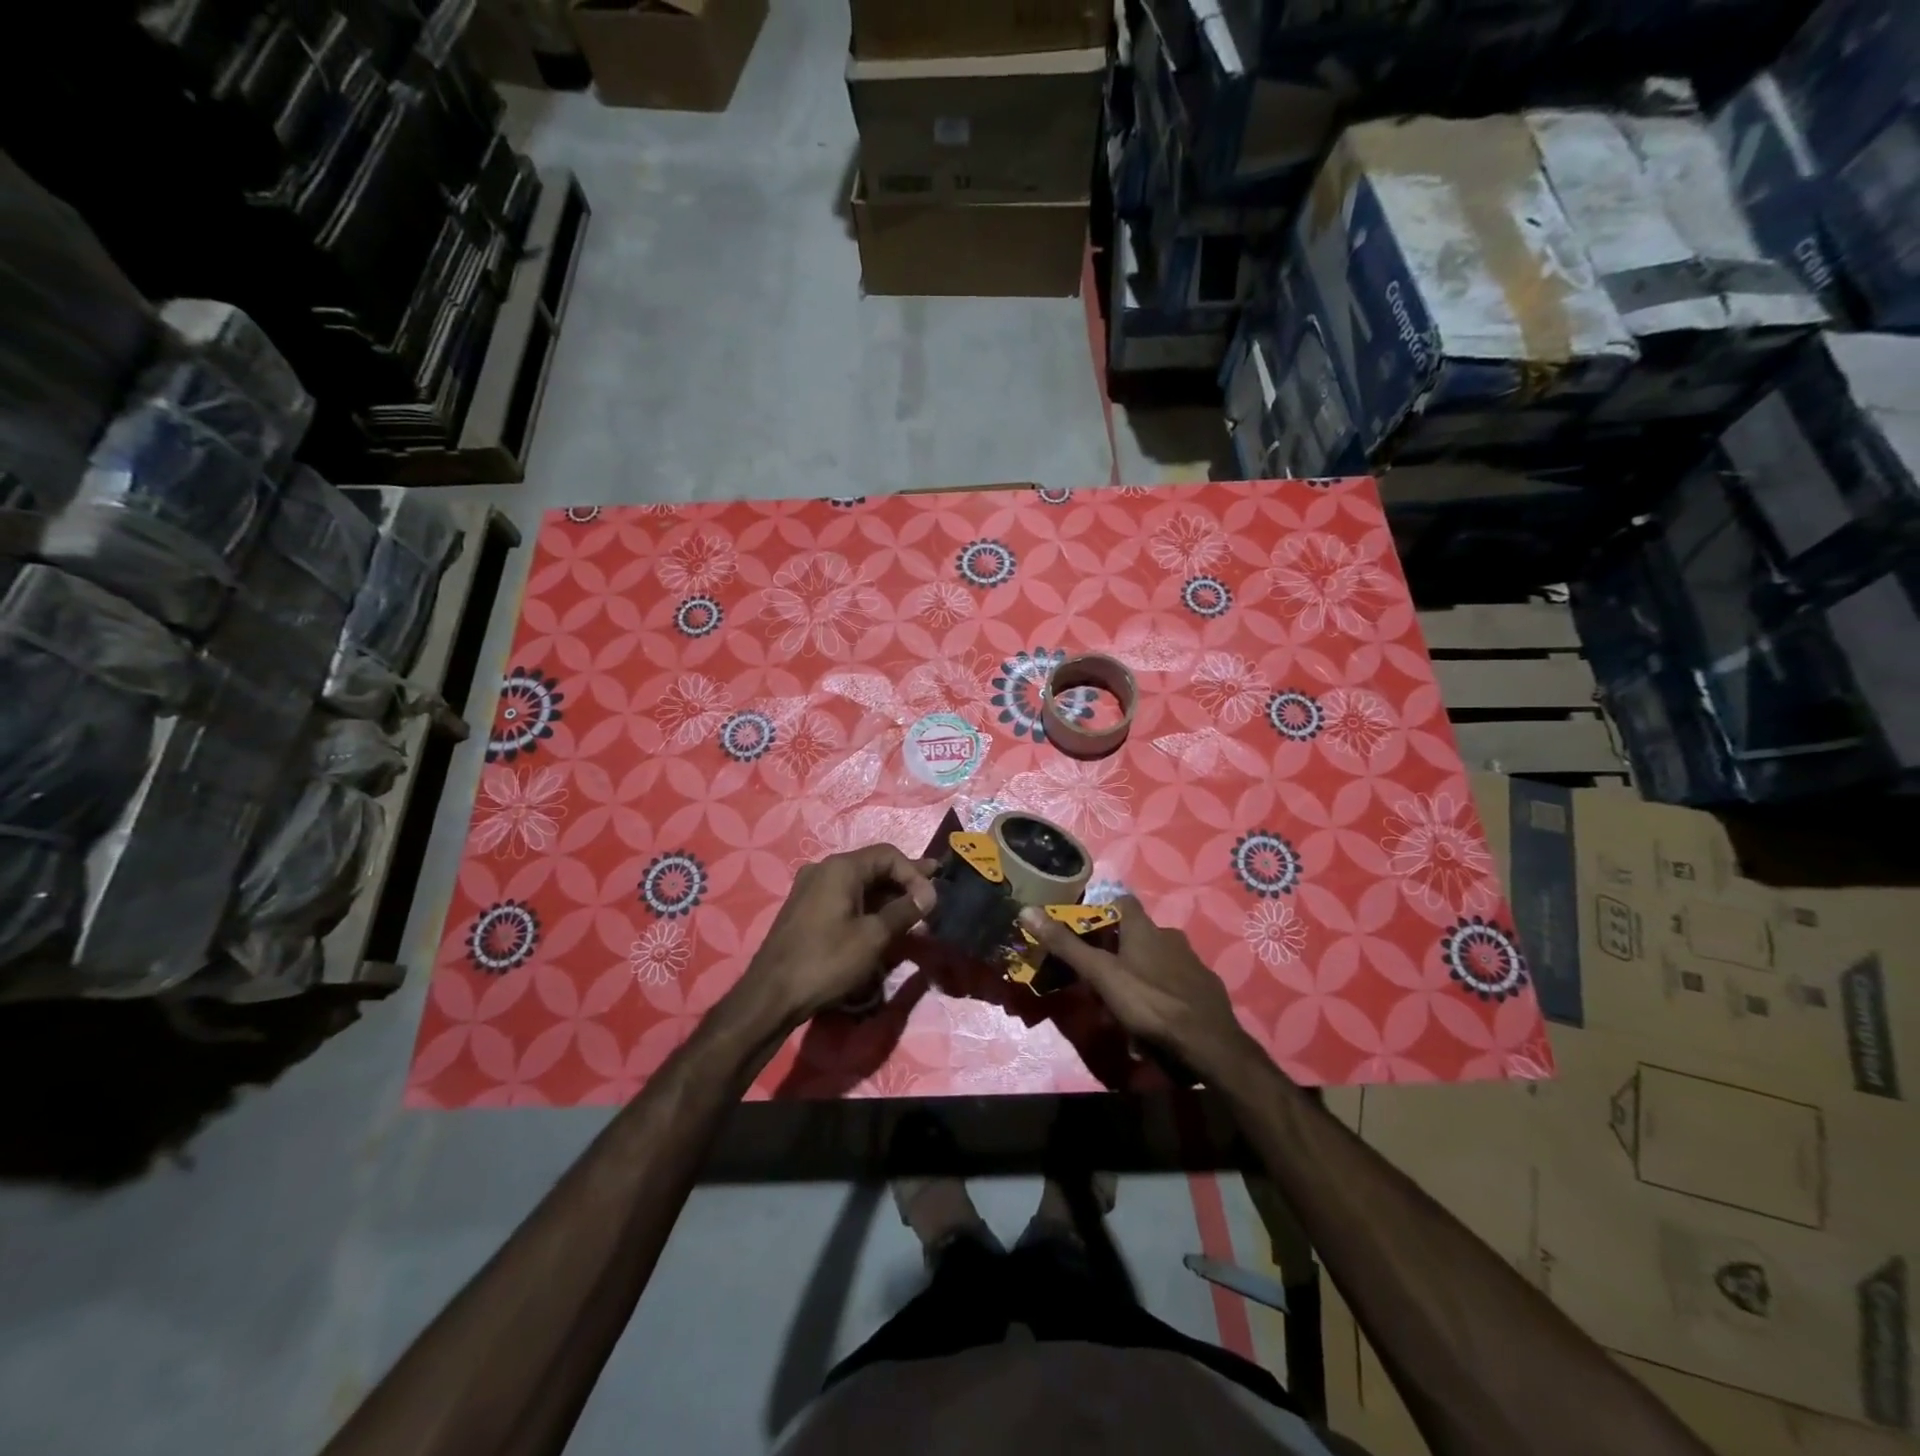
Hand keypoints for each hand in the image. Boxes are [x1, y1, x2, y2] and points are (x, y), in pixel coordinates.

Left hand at [735, 845, 937, 1030]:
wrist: (771, 995)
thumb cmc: (826, 961)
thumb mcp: (873, 937)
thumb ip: (904, 911)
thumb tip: (929, 894)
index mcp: (840, 868)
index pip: (888, 855)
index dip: (914, 873)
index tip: (931, 900)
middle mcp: (823, 869)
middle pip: (873, 866)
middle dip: (904, 881)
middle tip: (932, 893)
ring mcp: (810, 889)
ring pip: (859, 883)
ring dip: (887, 895)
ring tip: (912, 910)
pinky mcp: (805, 909)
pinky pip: (844, 897)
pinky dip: (867, 905)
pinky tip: (882, 921)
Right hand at [1017, 897, 1261, 1079]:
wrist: (1209, 1043)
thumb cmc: (1150, 1002)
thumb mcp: (1101, 975)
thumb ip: (1066, 945)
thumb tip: (1026, 910)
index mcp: (1145, 929)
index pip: (1123, 902)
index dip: (1106, 909)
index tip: (1088, 927)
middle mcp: (1171, 937)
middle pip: (1140, 934)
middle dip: (1120, 950)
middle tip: (1100, 976)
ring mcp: (1192, 963)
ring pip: (1158, 960)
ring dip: (1141, 974)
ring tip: (1124, 1003)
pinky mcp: (1207, 989)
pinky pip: (1177, 984)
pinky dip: (1163, 994)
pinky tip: (1155, 1019)